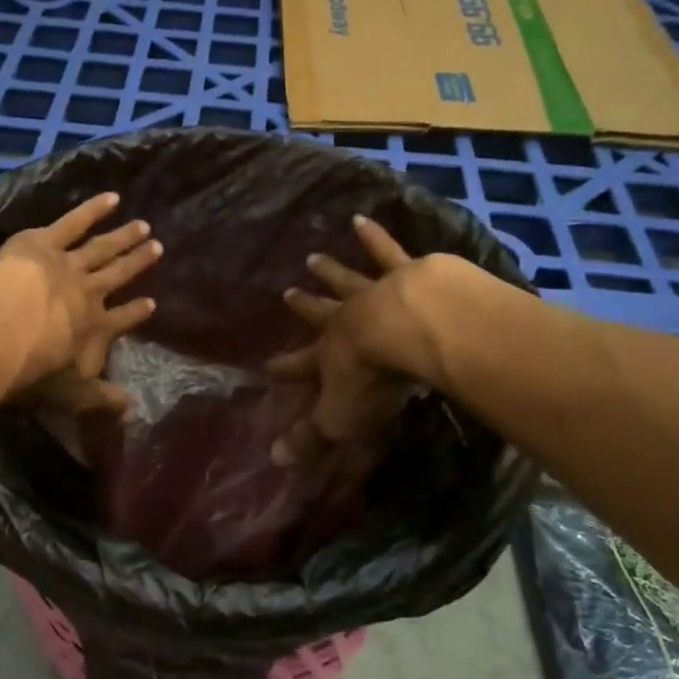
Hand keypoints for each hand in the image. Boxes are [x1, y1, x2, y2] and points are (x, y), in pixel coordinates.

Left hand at [0, 192, 161, 412]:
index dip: (137, 312)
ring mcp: (69, 263)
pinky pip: (73, 222)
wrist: (9, 327)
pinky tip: (111, 198)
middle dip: (137, 263)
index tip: (151, 303)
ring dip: (123, 237)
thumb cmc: (37, 366)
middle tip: (158, 248)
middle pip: (117, 275)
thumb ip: (100, 399)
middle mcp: (89, 292)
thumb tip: (132, 410)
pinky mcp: (45, 241)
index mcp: (95, 327)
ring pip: (102, 248)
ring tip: (143, 226)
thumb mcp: (71, 393)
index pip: (122, 319)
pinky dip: (92, 209)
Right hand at [268, 216, 448, 465]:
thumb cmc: (373, 377)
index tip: (268, 365)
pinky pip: (387, 251)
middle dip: (304, 306)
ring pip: (347, 279)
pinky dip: (374, 236)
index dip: (286, 367)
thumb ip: (311, 437)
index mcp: (331, 354)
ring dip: (330, 270)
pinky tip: (362, 218)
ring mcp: (375, 292)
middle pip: (321, 312)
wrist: (411, 326)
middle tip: (287, 293)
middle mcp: (347, 318)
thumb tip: (274, 460)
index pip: (301, 364)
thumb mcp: (339, 417)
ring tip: (314, 255)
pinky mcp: (408, 273)